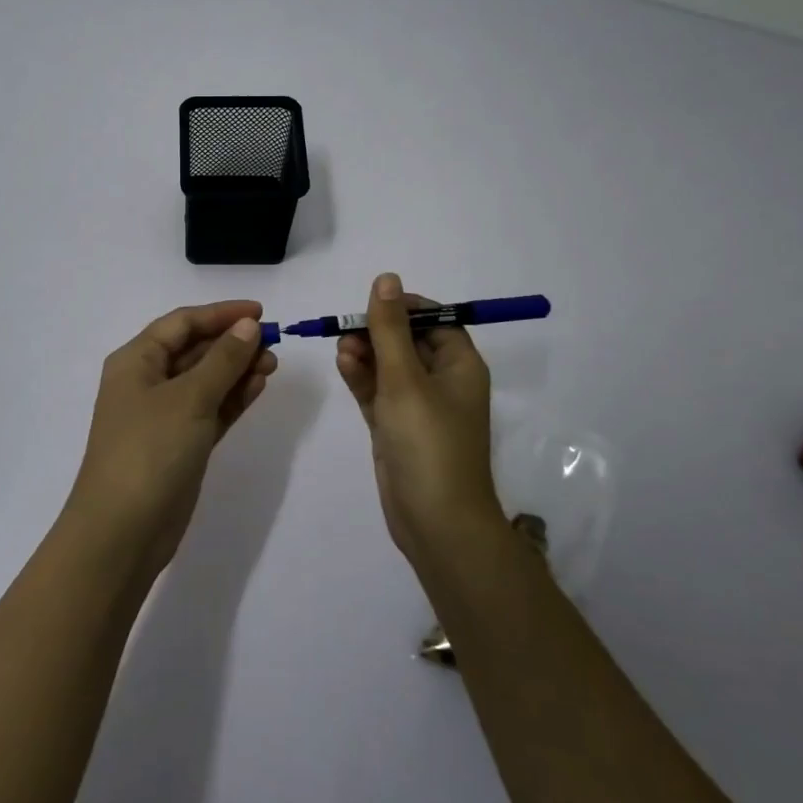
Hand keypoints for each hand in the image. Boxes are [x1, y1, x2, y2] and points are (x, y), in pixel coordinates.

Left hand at [63, 300, 277, 582]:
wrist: (122, 532)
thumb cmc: (150, 450)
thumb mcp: (189, 398)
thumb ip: (223, 360)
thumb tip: (248, 326)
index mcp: (136, 361)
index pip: (182, 323)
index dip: (221, 314)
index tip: (261, 313)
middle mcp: (147, 382)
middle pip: (195, 350)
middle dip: (233, 343)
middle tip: (274, 344)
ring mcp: (164, 416)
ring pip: (206, 381)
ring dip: (237, 370)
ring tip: (273, 366)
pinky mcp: (180, 444)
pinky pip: (210, 410)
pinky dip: (232, 398)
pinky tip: (258, 387)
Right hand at [336, 273, 499, 565]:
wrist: (436, 523)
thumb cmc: (428, 443)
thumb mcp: (406, 379)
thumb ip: (390, 329)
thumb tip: (386, 278)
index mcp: (460, 365)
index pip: (434, 320)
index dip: (403, 308)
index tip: (371, 305)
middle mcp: (442, 381)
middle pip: (407, 341)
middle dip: (376, 331)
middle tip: (347, 331)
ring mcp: (418, 406)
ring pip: (388, 366)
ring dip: (365, 353)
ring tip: (342, 350)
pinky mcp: (396, 427)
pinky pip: (378, 392)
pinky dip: (362, 377)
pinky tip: (343, 365)